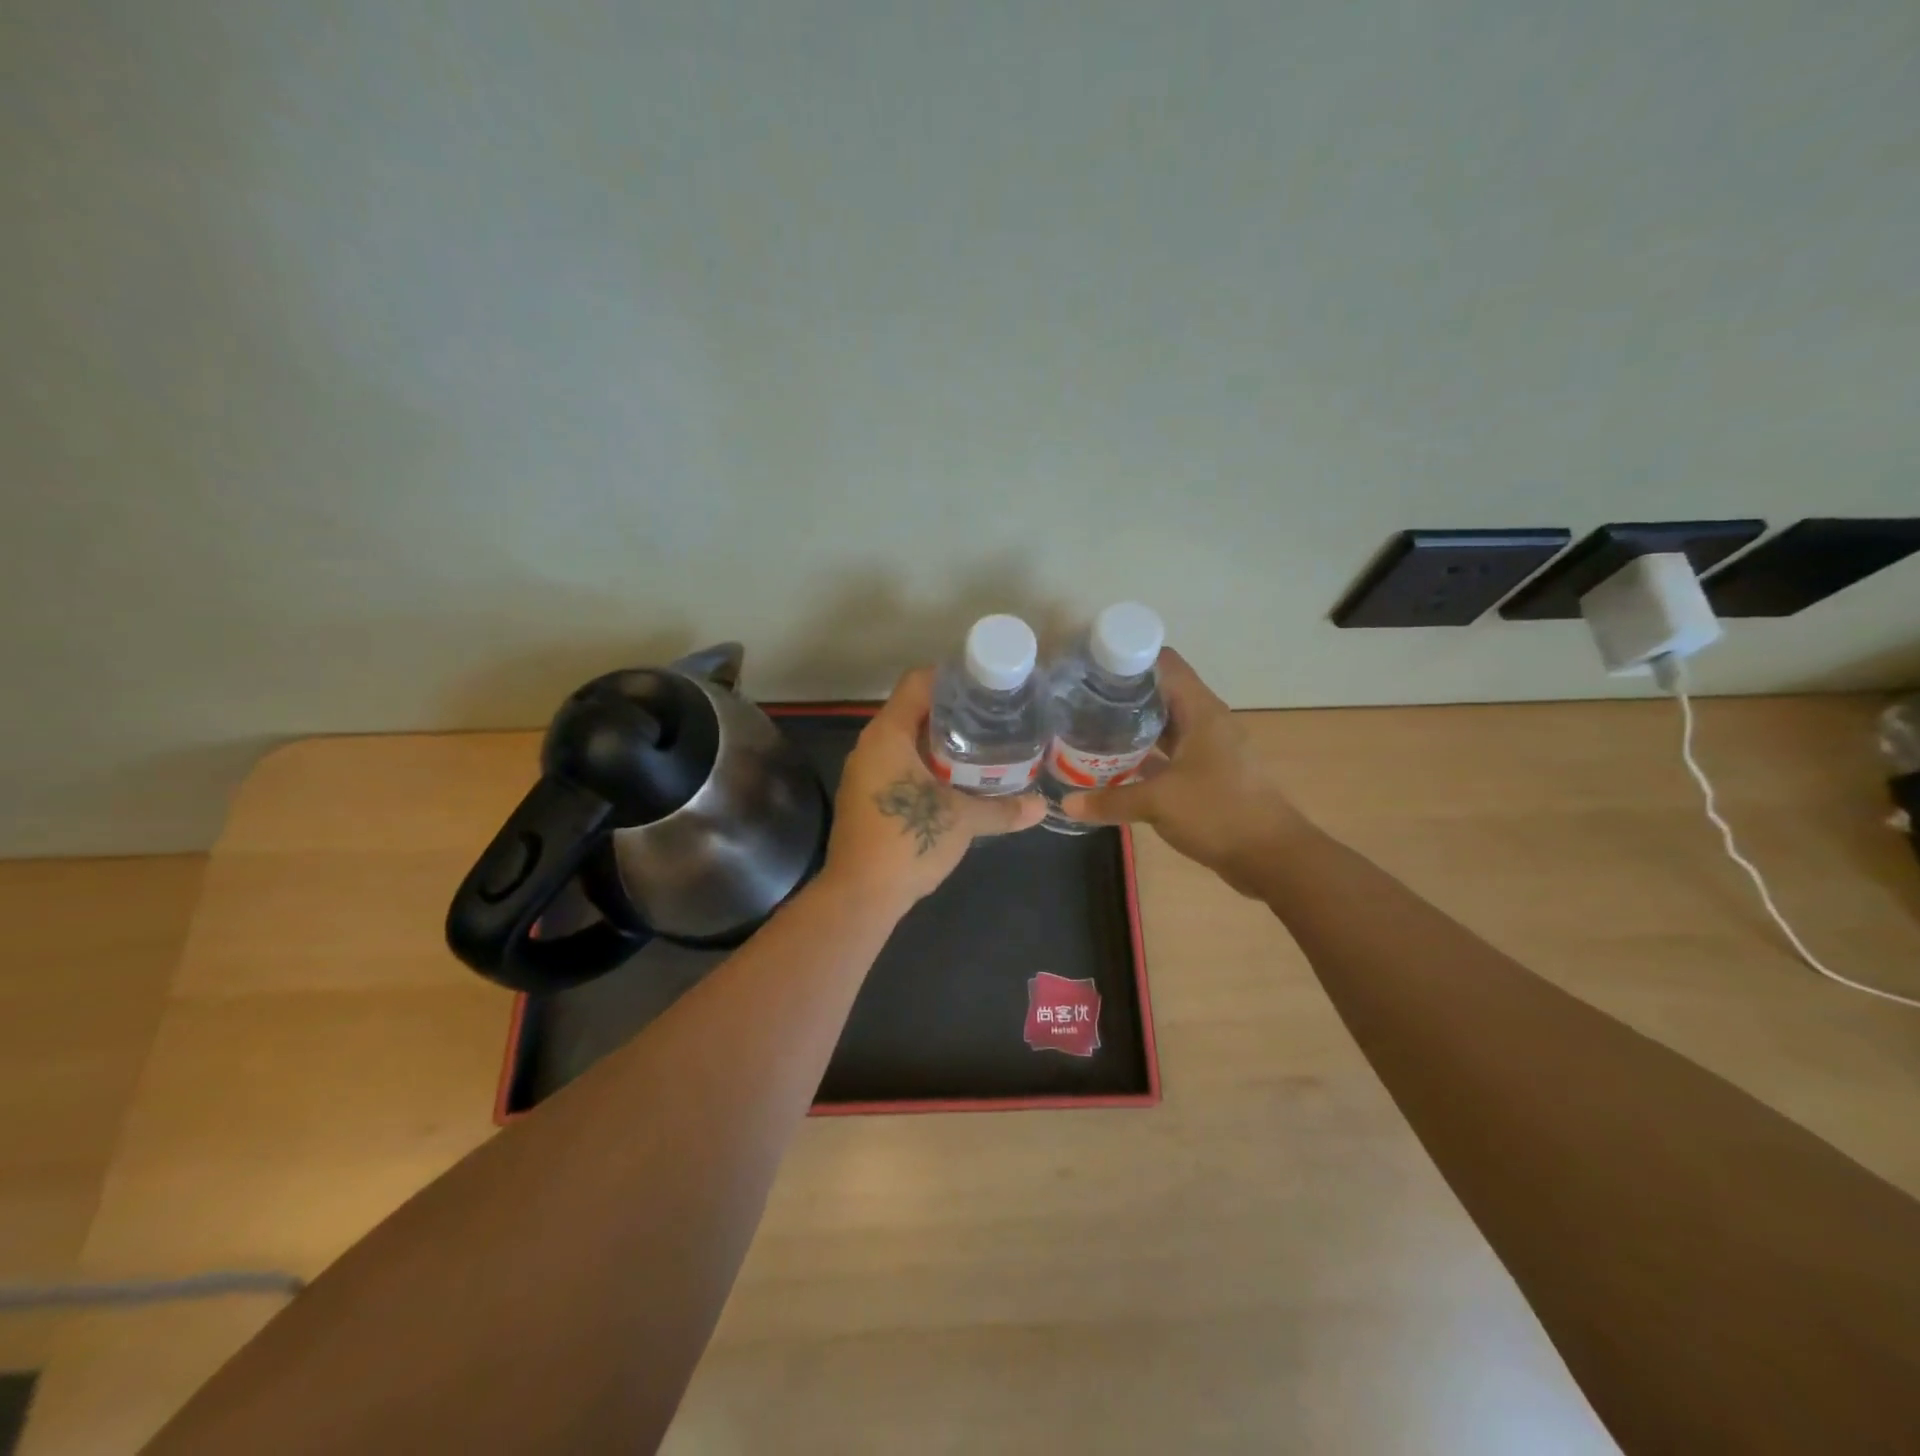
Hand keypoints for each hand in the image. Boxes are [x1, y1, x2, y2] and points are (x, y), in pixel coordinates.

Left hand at [820, 668, 1046, 914]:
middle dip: (953, 713)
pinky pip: (899, 766)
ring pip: (906, 742)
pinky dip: (926, 766)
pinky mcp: (866, 797)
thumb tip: (1042, 806)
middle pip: (913, 711)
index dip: (952, 678)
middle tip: (993, 717)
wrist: (860, 896)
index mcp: (887, 735)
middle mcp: (870, 746)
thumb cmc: (908, 841)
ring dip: (940, 743)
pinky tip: (955, 781)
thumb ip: (1003, 809)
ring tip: (981, 746)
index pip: (917, 683)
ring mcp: (864, 773)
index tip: (986, 686)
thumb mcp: (962, 820)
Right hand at [1062, 648, 1306, 893]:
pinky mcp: (1208, 775)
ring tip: (1090, 731)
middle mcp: (1206, 722)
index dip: (1129, 659)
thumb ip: (1110, 800)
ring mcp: (1209, 749)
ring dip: (1132, 728)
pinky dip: (1145, 757)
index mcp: (1201, 711)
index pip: (1164, 663)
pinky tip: (1115, 768)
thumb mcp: (1158, 803)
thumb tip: (1066, 803)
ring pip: (1165, 726)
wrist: (1272, 857)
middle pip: (1161, 693)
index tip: (1092, 668)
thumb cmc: (1219, 813)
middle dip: (1123, 696)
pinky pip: (1170, 754)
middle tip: (1080, 703)